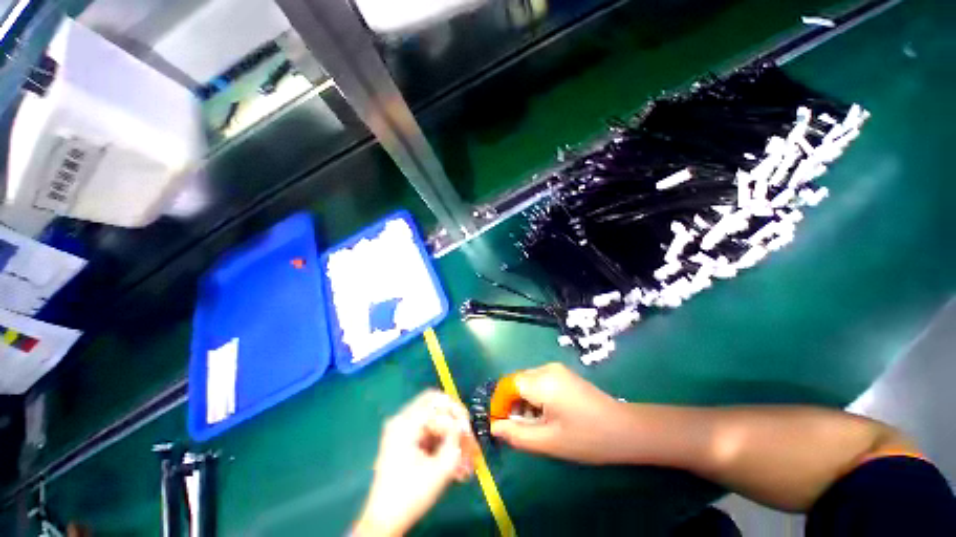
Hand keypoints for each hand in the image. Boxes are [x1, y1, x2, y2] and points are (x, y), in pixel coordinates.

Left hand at [354, 390, 477, 536]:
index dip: (456, 411)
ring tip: (465, 455)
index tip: (468, 429)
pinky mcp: (405, 440)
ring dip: (450, 433)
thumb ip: (455, 440)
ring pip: (434, 419)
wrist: (384, 521)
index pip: (437, 401)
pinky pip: (429, 431)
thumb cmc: (411, 495)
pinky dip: (442, 441)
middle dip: (454, 418)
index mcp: (406, 423)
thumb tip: (464, 425)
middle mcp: (402, 420)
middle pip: (435, 405)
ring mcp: (402, 429)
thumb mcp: (440, 468)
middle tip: (467, 434)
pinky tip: (454, 460)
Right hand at [490, 363, 633, 463]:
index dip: (498, 404)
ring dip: (522, 401)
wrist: (625, 429)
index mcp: (542, 381)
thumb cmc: (587, 438)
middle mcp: (546, 368)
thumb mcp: (548, 441)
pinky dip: (534, 396)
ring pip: (527, 381)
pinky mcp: (563, 373)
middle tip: (516, 429)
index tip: (498, 425)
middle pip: (516, 381)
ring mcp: (556, 369)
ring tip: (532, 425)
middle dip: (511, 404)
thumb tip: (494, 427)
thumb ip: (517, 434)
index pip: (507, 385)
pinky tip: (545, 415)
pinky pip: (539, 381)